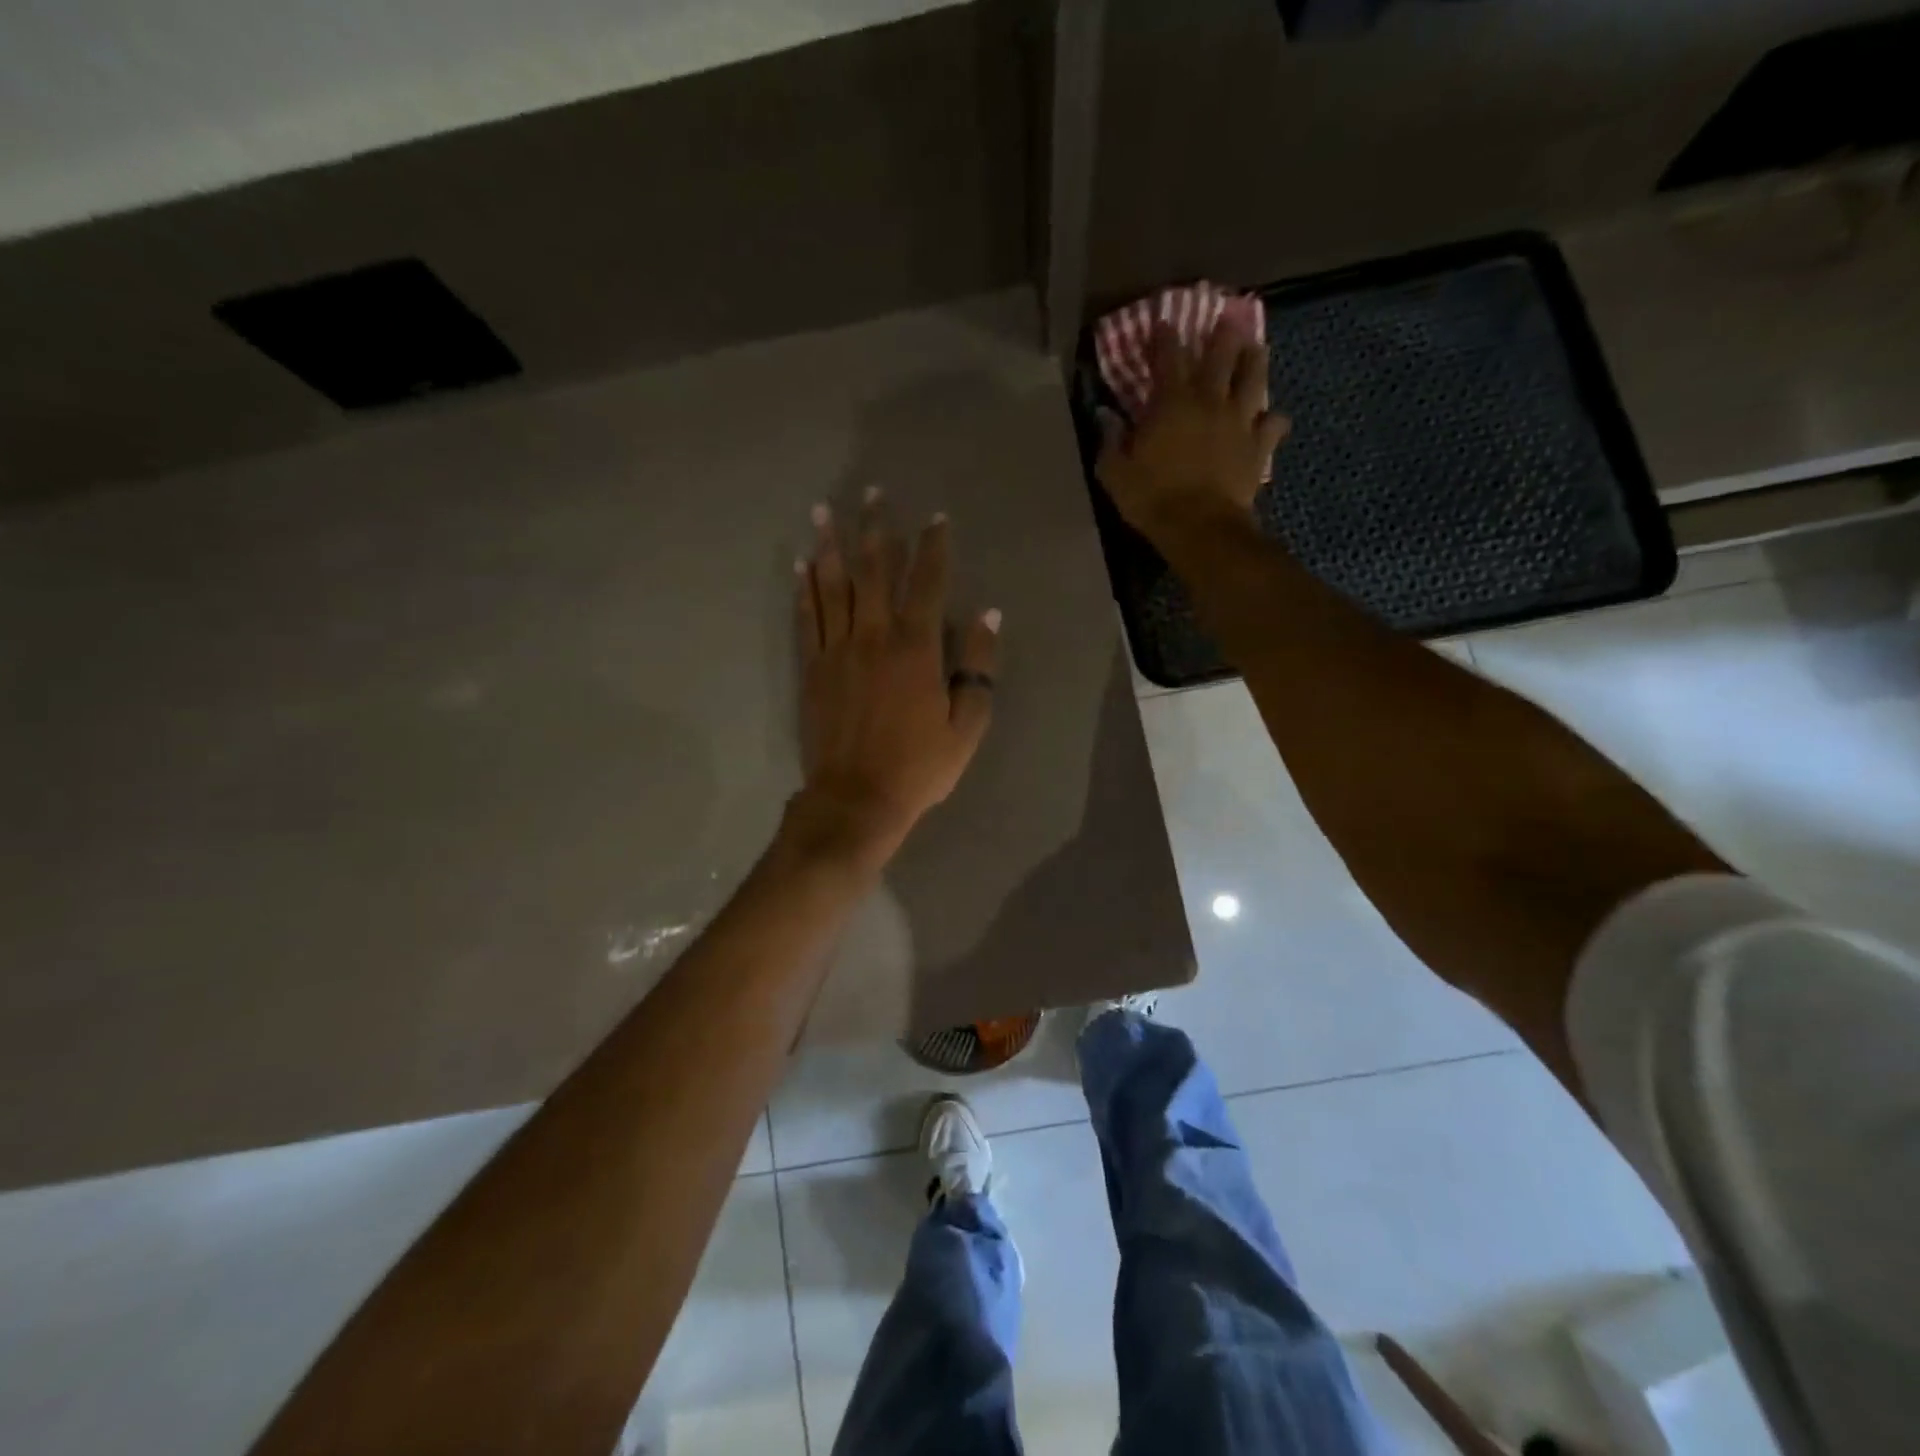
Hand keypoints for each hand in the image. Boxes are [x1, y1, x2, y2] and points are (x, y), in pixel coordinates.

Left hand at [790, 489, 999, 865]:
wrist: (855, 799)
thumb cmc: (918, 767)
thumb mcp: (966, 726)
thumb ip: (978, 667)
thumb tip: (988, 615)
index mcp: (915, 649)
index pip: (927, 584)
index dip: (934, 548)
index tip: (936, 519)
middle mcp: (873, 637)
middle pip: (873, 571)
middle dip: (875, 529)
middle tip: (871, 493)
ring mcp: (837, 651)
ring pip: (832, 586)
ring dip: (829, 545)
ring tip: (824, 510)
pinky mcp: (812, 669)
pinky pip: (807, 618)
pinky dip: (803, 589)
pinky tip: (800, 565)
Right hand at [1097, 319, 1288, 550]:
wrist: (1199, 526)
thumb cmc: (1152, 498)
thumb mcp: (1115, 473)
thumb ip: (1109, 441)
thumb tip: (1105, 416)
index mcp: (1171, 402)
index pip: (1168, 357)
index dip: (1165, 337)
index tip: (1164, 322)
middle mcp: (1209, 401)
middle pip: (1221, 356)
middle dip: (1222, 335)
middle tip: (1226, 319)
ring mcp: (1239, 421)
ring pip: (1254, 378)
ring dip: (1255, 361)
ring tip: (1256, 349)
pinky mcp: (1258, 446)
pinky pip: (1272, 425)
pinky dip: (1272, 419)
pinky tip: (1272, 418)